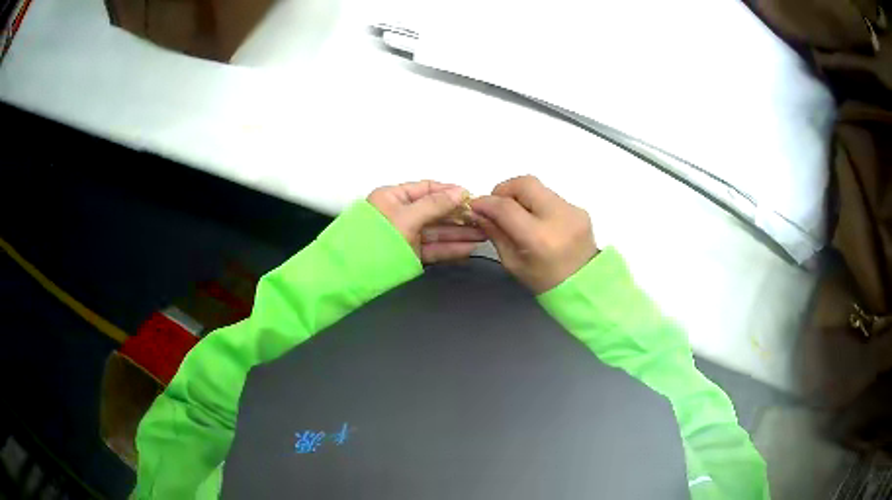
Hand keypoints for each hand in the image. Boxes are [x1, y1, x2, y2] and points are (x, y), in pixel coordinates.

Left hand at [368, 180, 485, 262]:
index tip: (470, 197)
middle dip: (459, 215)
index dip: (449, 192)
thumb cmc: (370, 243)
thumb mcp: (407, 218)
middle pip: (435, 211)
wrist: (352, 277)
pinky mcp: (408, 254)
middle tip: (482, 218)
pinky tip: (468, 247)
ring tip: (482, 233)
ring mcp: (404, 235)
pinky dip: (450, 248)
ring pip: (437, 231)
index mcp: (392, 198)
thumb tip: (458, 192)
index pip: (427, 189)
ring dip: (460, 233)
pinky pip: (434, 248)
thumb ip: (434, 205)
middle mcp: (398, 214)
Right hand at [470, 176, 597, 292]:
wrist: (585, 286)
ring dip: (521, 195)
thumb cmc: (545, 282)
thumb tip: (480, 212)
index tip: (475, 205)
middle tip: (497, 205)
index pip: (506, 207)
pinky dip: (537, 202)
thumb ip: (496, 233)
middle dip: (504, 189)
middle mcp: (558, 217)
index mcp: (539, 238)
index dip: (486, 203)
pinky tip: (536, 219)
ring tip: (516, 213)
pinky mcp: (579, 209)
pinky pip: (551, 196)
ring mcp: (572, 210)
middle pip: (524, 184)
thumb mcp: (513, 263)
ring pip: (538, 187)